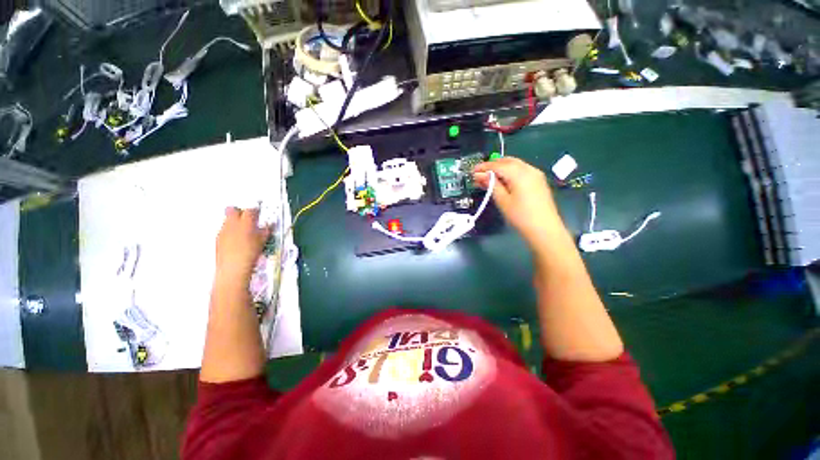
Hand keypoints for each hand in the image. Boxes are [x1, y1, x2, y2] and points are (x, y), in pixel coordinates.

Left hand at [215, 207, 270, 286]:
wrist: (233, 267)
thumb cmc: (250, 254)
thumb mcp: (262, 241)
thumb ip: (265, 231)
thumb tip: (267, 226)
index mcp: (246, 222)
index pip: (251, 210)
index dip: (256, 211)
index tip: (259, 214)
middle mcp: (232, 223)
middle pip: (233, 209)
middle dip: (240, 211)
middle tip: (247, 218)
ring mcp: (223, 230)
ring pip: (227, 219)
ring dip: (235, 222)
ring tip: (243, 231)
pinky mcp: (218, 238)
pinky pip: (224, 229)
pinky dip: (230, 231)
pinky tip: (236, 240)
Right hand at [474, 157, 566, 248]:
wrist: (544, 229)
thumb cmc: (520, 216)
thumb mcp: (502, 201)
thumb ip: (491, 185)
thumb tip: (479, 175)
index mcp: (520, 174)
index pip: (498, 165)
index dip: (484, 167)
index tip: (472, 171)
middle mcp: (529, 169)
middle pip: (507, 161)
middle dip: (492, 165)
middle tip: (479, 174)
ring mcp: (536, 174)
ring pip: (515, 164)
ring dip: (500, 168)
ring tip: (488, 177)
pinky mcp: (538, 180)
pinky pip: (521, 170)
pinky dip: (509, 172)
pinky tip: (502, 180)